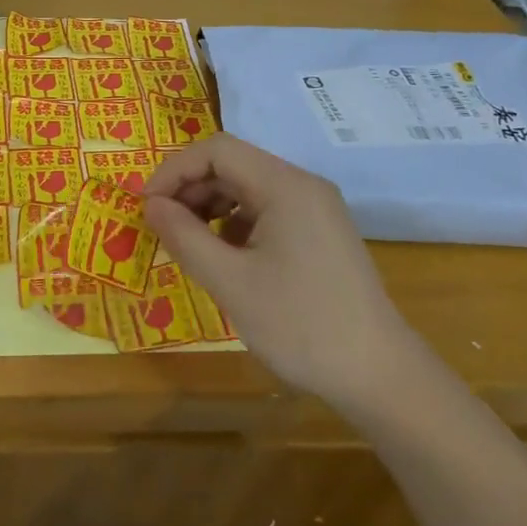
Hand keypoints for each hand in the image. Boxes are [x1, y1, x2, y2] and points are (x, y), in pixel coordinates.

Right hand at [144, 134, 407, 409]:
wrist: (379, 375)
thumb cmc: (300, 325)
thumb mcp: (231, 283)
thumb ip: (185, 236)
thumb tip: (151, 205)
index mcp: (285, 185)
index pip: (217, 150)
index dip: (174, 170)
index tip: (146, 206)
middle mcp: (303, 185)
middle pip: (233, 165)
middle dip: (190, 188)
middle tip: (161, 226)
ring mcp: (315, 209)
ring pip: (248, 188)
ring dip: (210, 206)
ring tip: (187, 242)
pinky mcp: (319, 233)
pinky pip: (267, 211)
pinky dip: (235, 224)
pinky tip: (223, 257)